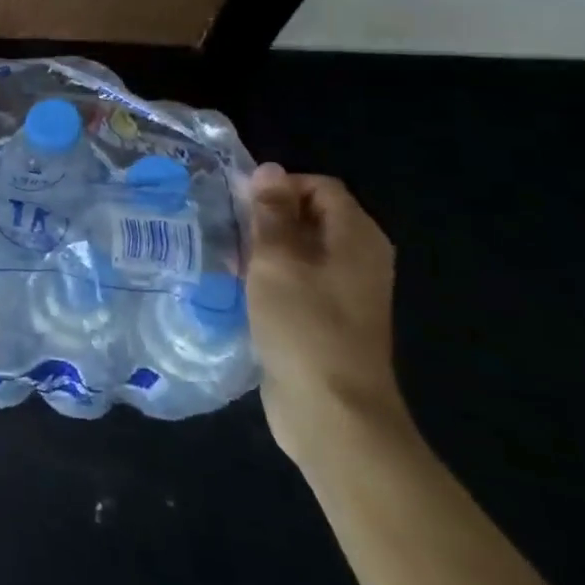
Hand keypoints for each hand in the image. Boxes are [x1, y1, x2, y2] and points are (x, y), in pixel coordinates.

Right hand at [244, 162, 412, 470]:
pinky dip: (272, 277)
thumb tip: (269, 170)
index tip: (241, 203)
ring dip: (265, 248)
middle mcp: (358, 259)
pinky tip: (240, 287)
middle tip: (228, 226)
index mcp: (357, 238)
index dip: (280, 186)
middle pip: (311, 216)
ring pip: (301, 250)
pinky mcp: (328, 320)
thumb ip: (271, 212)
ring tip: (226, 254)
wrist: (332, 414)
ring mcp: (345, 292)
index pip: (319, 187)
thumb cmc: (304, 325)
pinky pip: (298, 281)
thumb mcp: (278, 260)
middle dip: (268, 216)